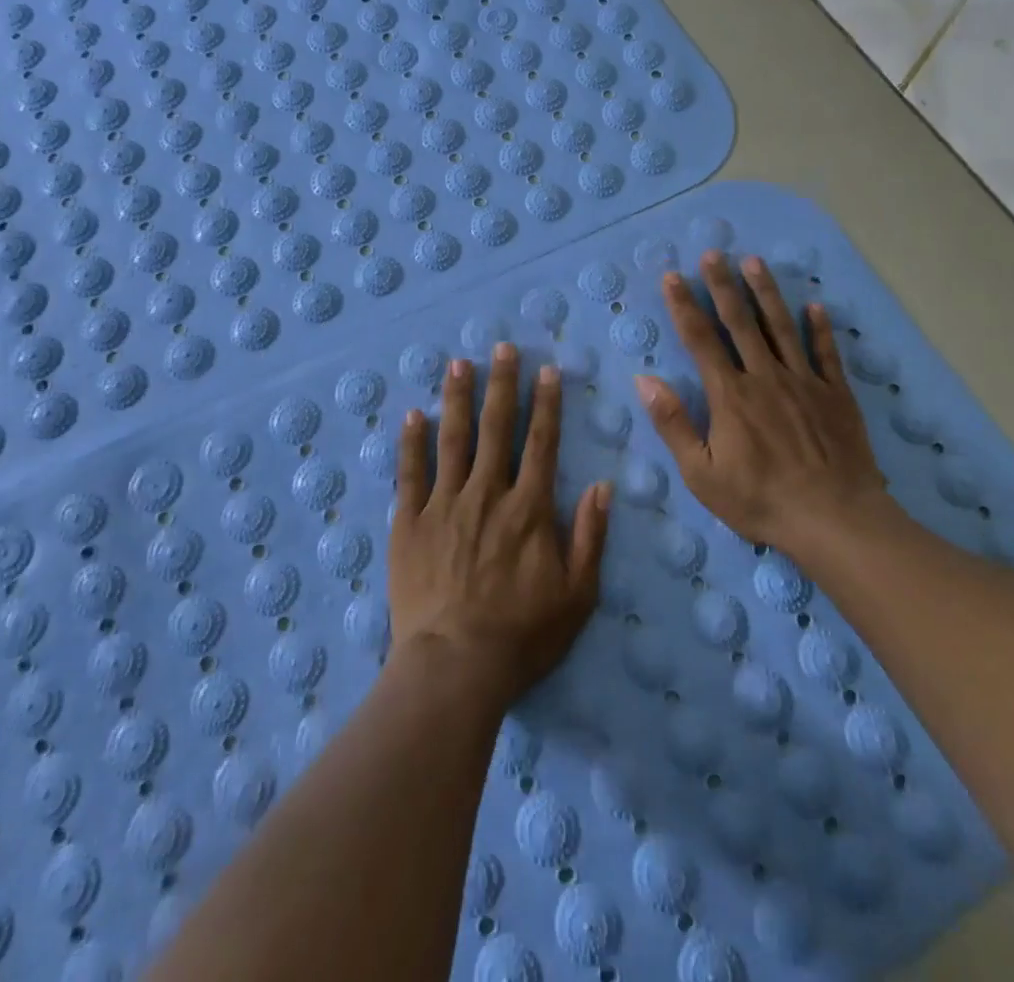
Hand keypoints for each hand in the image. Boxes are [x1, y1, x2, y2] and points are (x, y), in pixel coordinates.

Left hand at [389, 343, 610, 710]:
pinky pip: (410, 474)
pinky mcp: (409, 523)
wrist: (454, 666)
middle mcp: (486, 494)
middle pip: (496, 429)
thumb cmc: (522, 636)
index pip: (541, 443)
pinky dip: (411, 442)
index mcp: (528, 508)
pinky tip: (413, 414)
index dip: (546, 404)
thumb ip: (590, 537)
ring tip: (459, 364)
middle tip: (501, 347)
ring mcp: (443, 505)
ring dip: (458, 398)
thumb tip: (603, 486)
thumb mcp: (577, 595)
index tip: (546, 370)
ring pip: (452, 439)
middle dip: (501, 385)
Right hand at [634, 251, 898, 555]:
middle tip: (713, 253)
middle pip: (740, 322)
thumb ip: (673, 424)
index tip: (673, 276)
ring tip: (754, 262)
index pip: (701, 340)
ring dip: (766, 293)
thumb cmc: (760, 499)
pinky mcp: (836, 395)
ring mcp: (805, 382)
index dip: (685, 306)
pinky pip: (827, 354)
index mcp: (730, 395)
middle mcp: (765, 377)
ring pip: (781, 327)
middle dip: (723, 285)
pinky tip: (815, 306)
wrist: (834, 519)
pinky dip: (820, 328)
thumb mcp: (702, 473)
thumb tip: (645, 380)